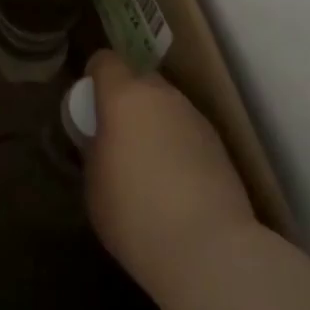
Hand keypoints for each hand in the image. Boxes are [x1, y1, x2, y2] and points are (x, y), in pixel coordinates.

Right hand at [83, 49, 259, 303]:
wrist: (209, 249)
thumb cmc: (135, 213)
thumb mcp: (94, 183)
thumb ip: (96, 149)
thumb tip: (104, 140)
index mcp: (125, 97)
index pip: (106, 61)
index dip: (94, 77)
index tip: (89, 106)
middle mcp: (163, 96)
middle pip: (139, 79)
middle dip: (126, 100)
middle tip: (117, 137)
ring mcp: (195, 118)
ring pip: (166, 106)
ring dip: (153, 122)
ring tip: (147, 165)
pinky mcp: (219, 145)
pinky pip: (186, 131)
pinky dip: (176, 144)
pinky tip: (174, 183)